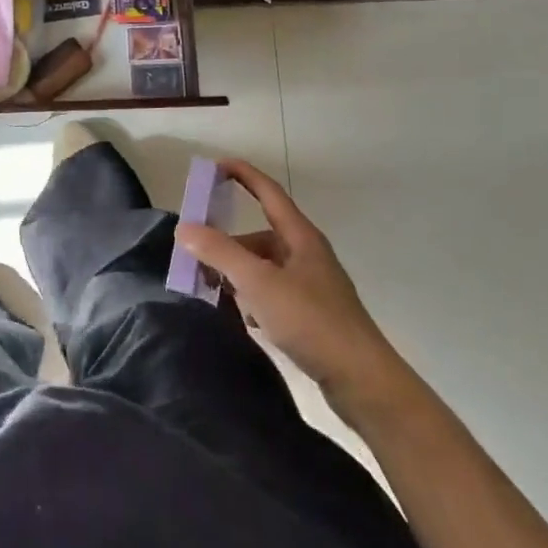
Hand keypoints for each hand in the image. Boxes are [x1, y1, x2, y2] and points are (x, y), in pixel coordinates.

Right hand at [175, 160, 397, 397]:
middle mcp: (306, 254)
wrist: (363, 381)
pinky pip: (271, 293)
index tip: (213, 166)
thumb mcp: (259, 282)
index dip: (242, 174)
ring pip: (264, 267)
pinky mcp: (311, 315)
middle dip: (227, 241)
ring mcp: (311, 285)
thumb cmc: (311, 321)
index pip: (267, 191)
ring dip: (236, 273)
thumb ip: (220, 252)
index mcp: (300, 236)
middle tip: (195, 252)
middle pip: (260, 236)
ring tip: (210, 289)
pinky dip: (251, 298)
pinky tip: (239, 316)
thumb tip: (185, 227)